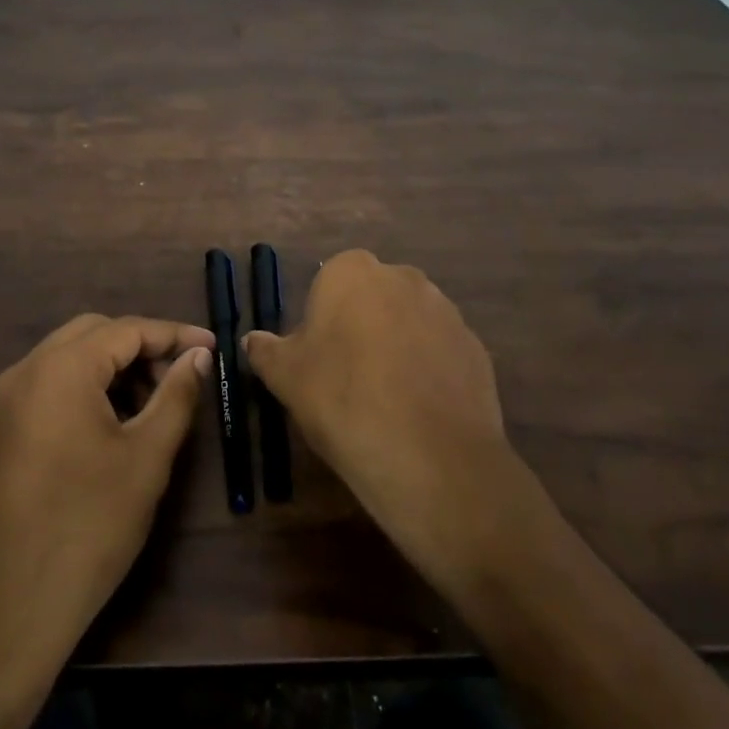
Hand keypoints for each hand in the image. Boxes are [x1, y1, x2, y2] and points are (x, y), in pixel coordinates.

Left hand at [0, 314, 210, 677]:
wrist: (8, 609)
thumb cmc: (89, 527)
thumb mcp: (146, 457)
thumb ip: (176, 394)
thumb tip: (198, 356)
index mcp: (60, 369)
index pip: (126, 329)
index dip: (173, 334)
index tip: (212, 348)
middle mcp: (25, 370)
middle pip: (93, 333)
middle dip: (142, 345)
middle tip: (181, 375)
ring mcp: (6, 399)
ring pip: (69, 356)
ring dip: (114, 365)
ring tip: (153, 400)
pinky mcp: (0, 427)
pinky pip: (50, 383)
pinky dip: (87, 385)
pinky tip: (114, 419)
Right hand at [244, 251, 554, 591]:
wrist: (429, 455)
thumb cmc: (342, 400)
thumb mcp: (285, 377)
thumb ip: (266, 350)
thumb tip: (252, 340)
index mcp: (352, 272)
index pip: (329, 283)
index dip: (321, 321)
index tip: (317, 359)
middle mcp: (402, 277)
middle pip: (372, 297)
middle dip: (360, 326)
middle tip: (347, 378)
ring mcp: (445, 310)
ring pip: (408, 322)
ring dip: (396, 346)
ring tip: (385, 399)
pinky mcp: (475, 347)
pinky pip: (440, 351)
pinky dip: (427, 370)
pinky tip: (417, 410)